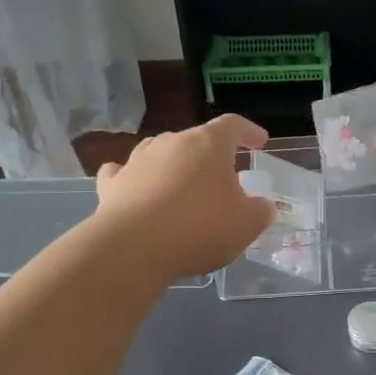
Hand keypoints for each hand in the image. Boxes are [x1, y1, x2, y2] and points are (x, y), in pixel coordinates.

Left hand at [95, 115, 273, 278]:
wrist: (133, 248)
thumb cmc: (199, 229)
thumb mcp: (246, 225)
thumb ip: (260, 212)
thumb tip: (263, 205)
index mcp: (208, 144)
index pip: (233, 125)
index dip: (249, 132)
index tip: (259, 141)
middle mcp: (171, 142)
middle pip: (196, 140)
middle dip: (211, 157)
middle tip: (222, 179)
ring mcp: (137, 160)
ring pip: (160, 152)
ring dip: (174, 165)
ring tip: (183, 185)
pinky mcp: (112, 184)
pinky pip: (124, 173)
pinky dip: (133, 178)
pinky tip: (134, 187)